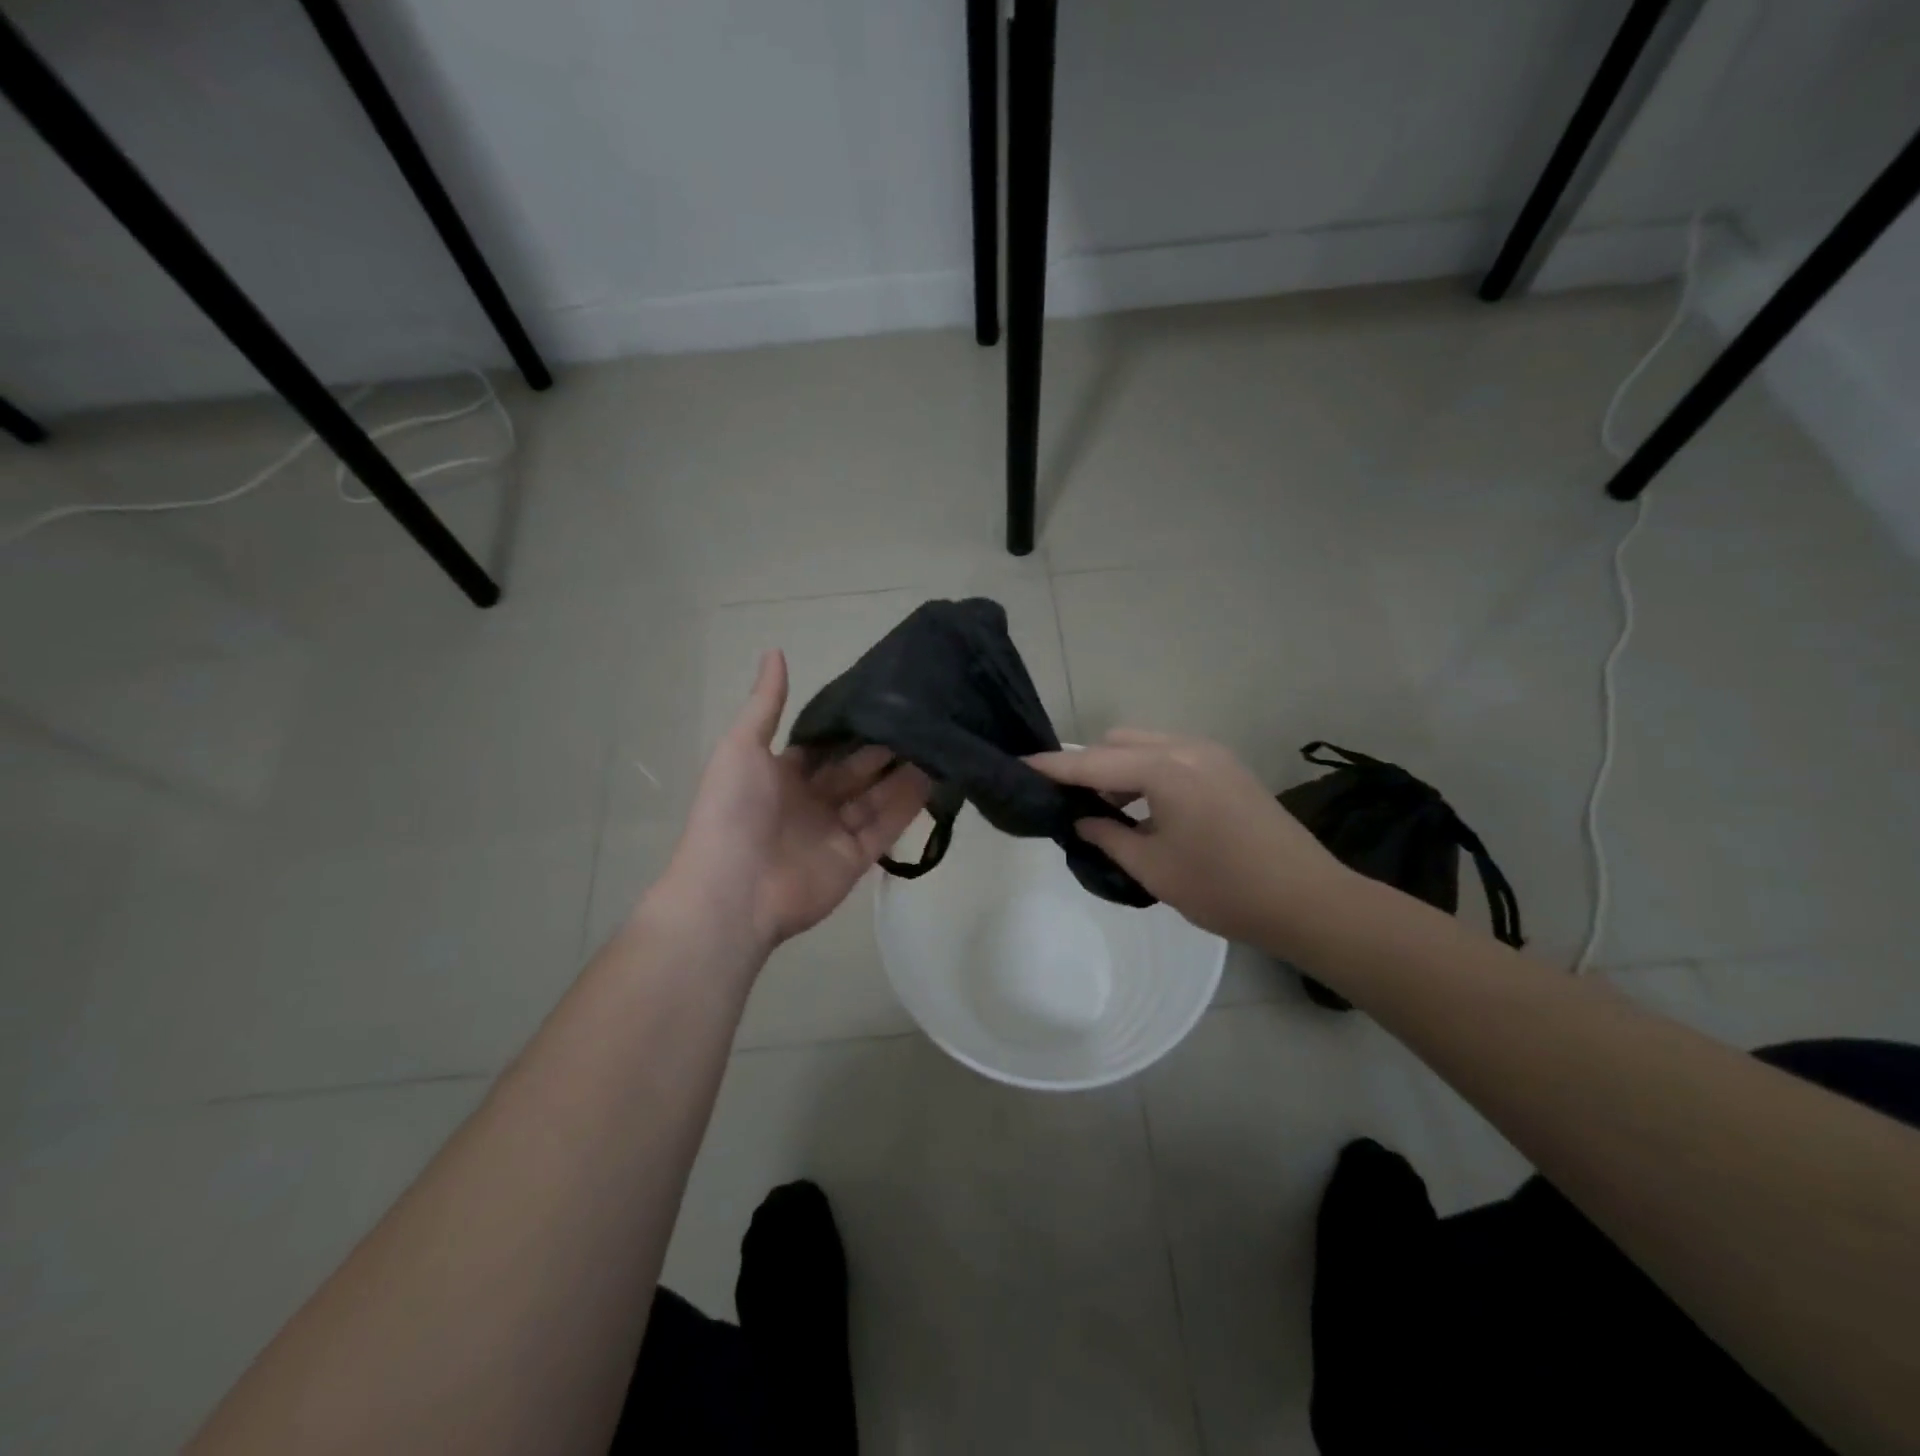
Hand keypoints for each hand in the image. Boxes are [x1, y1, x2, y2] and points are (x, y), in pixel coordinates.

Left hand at [653, 651, 931, 955]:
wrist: (734, 891)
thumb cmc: (733, 812)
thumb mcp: (741, 747)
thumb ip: (765, 704)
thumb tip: (774, 651)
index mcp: (781, 776)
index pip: (823, 746)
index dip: (850, 726)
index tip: (885, 698)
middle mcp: (811, 801)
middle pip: (855, 770)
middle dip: (883, 747)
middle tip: (921, 717)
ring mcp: (835, 831)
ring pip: (876, 796)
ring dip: (903, 773)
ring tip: (937, 741)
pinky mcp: (856, 858)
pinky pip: (886, 827)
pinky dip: (908, 806)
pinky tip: (934, 778)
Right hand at [1027, 730, 1352, 954]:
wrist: (1309, 901)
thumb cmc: (1224, 889)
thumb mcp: (1153, 868)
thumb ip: (1107, 837)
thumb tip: (1079, 819)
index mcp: (1165, 770)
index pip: (1093, 763)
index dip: (1053, 767)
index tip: (1019, 765)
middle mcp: (1186, 747)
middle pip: (1118, 742)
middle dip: (1088, 767)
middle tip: (1071, 806)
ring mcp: (1211, 753)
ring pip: (1145, 745)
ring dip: (1119, 769)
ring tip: (1108, 813)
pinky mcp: (1226, 766)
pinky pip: (1170, 755)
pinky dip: (1147, 773)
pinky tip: (1146, 810)